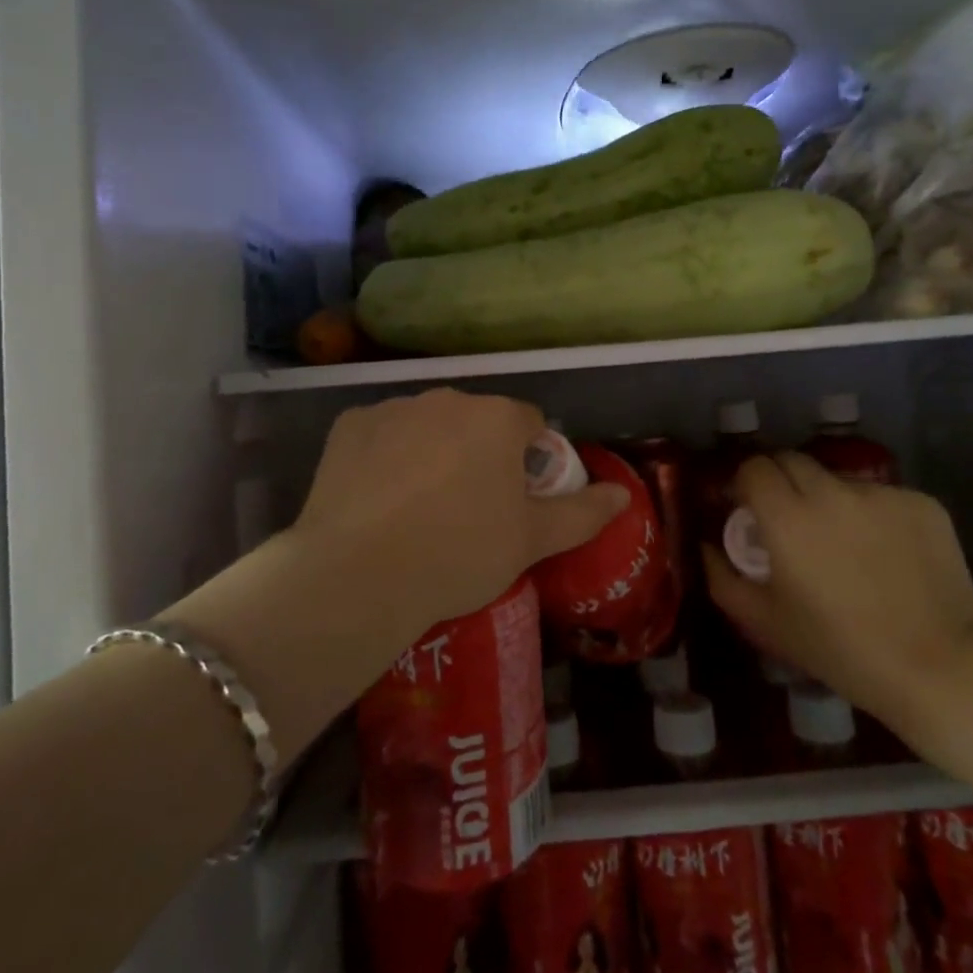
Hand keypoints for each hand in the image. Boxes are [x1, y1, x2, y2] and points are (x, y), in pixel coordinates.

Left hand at [290, 389, 628, 641]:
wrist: (359, 573)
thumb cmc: (459, 553)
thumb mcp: (531, 541)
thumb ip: (583, 513)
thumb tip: (622, 496)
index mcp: (497, 418)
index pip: (528, 424)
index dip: (527, 461)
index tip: (513, 500)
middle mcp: (447, 398)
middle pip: (476, 421)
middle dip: (478, 453)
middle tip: (466, 509)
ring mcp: (394, 407)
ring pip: (427, 424)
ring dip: (431, 450)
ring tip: (416, 508)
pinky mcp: (349, 424)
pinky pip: (381, 434)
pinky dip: (385, 456)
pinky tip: (376, 498)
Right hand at [702, 453, 972, 731]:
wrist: (944, 670)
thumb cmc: (843, 651)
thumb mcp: (768, 623)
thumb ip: (722, 578)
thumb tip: (705, 546)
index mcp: (787, 516)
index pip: (753, 467)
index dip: (746, 484)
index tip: (748, 510)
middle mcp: (831, 491)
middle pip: (792, 461)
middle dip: (783, 483)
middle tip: (790, 522)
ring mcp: (881, 493)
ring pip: (838, 480)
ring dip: (829, 500)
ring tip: (845, 544)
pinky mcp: (922, 503)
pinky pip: (882, 497)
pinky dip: (873, 516)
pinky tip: (888, 556)